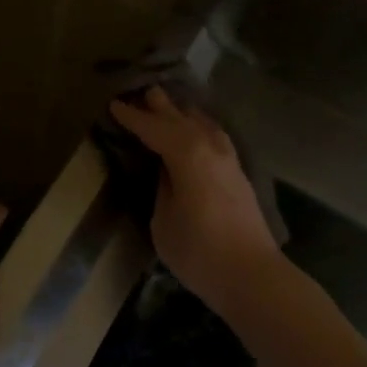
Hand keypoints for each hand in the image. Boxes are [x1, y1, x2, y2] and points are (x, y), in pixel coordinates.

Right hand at [109, 87, 280, 310]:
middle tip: (144, 91)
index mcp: (188, 154)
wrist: (252, 275)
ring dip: (185, 114)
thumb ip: (163, 188)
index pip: (154, 128)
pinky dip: (201, 128)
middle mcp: (211, 148)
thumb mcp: (164, 221)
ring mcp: (229, 160)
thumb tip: (166, 170)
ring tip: (170, 107)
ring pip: (204, 125)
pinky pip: (215, 137)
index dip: (133, 117)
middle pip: (182, 119)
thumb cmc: (199, 252)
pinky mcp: (239, 175)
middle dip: (162, 106)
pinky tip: (198, 133)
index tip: (114, 105)